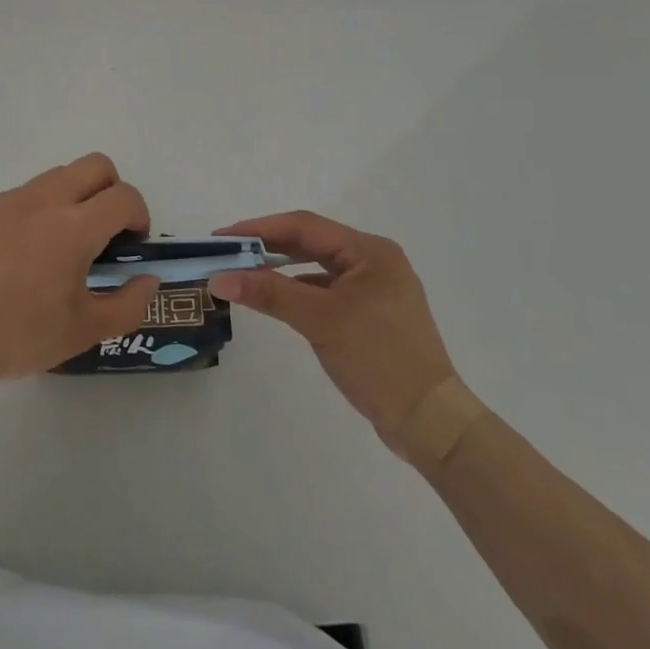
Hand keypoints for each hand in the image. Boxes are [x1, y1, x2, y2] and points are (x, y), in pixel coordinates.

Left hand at [0, 153, 158, 392]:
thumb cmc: (17, 336)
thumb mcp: (83, 332)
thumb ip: (128, 305)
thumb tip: (148, 279)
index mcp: (73, 227)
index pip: (124, 196)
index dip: (139, 215)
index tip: (131, 242)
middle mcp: (42, 200)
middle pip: (95, 165)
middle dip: (111, 190)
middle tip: (103, 232)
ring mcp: (4, 199)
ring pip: (53, 178)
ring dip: (70, 200)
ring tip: (54, 249)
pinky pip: (15, 198)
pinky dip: (28, 216)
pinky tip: (10, 259)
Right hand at [210, 211, 457, 458]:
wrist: (431, 422)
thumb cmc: (378, 359)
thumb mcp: (320, 321)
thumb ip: (269, 293)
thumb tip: (219, 277)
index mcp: (370, 251)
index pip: (304, 226)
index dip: (260, 228)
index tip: (223, 238)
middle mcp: (374, 261)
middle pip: (311, 242)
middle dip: (268, 246)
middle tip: (228, 253)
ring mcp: (375, 288)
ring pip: (317, 267)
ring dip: (281, 269)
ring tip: (244, 273)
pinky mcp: (371, 314)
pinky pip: (326, 290)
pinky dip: (299, 290)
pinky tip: (277, 299)